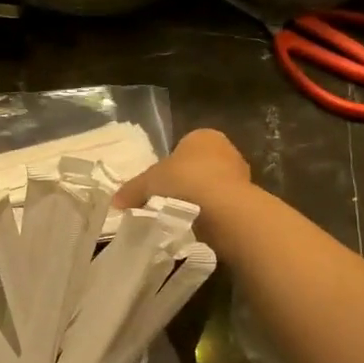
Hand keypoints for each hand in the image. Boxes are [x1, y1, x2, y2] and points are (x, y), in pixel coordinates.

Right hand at [113, 129, 252, 232]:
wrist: (223, 209)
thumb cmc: (184, 181)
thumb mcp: (149, 183)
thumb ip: (132, 190)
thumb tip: (116, 202)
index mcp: (203, 136)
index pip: (183, 148)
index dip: (169, 167)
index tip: (159, 186)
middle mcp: (226, 149)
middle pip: (198, 167)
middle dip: (185, 184)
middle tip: (167, 202)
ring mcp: (240, 175)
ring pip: (212, 187)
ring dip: (199, 201)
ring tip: (181, 218)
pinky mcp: (247, 199)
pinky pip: (222, 205)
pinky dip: (211, 215)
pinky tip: (199, 226)